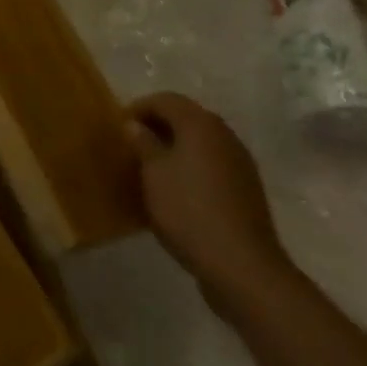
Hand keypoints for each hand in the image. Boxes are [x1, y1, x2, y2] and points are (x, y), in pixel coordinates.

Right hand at [125, 93, 294, 313]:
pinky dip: (192, 166)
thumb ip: (143, 143)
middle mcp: (224, 135)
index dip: (139, 107)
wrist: (242, 266)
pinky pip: (213, 164)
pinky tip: (178, 188)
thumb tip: (135, 125)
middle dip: (158, 125)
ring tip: (152, 166)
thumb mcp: (153, 174)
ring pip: (201, 142)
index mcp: (200, 124)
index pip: (165, 99)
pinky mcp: (247, 188)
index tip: (119, 125)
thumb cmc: (189, 211)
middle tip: (133, 143)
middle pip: (186, 117)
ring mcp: (240, 162)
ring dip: (176, 146)